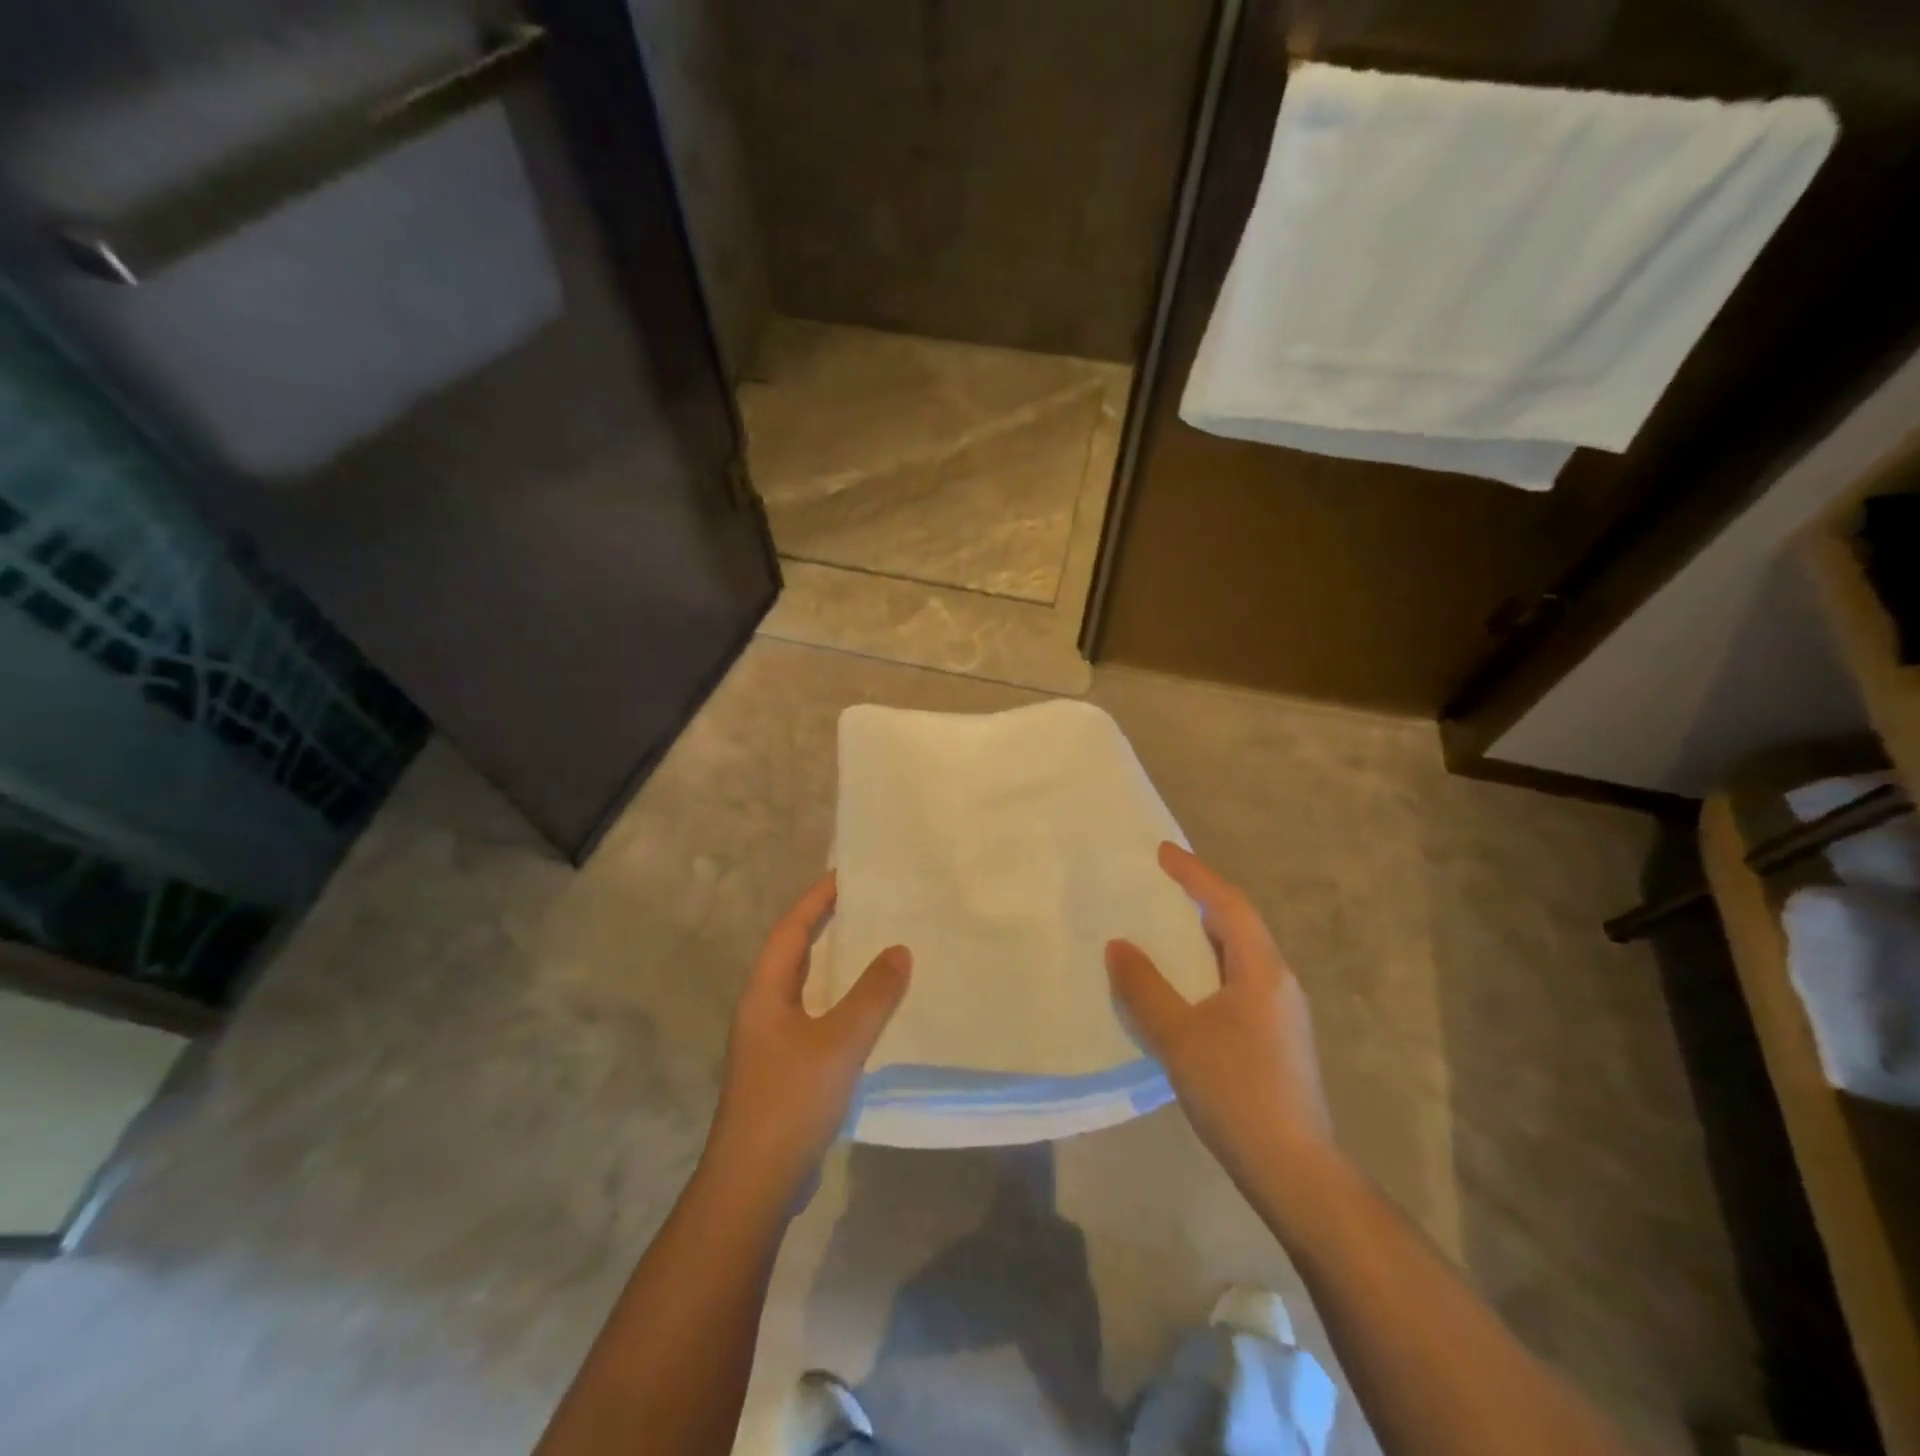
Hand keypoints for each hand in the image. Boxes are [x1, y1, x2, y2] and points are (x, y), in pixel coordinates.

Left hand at [703, 872, 909, 1205]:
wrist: (754, 1184)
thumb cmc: (790, 1101)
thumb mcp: (838, 1043)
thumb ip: (872, 995)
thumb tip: (899, 949)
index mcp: (765, 993)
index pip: (791, 929)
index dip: (816, 900)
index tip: (847, 876)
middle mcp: (764, 1009)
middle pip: (795, 953)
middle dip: (826, 926)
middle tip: (867, 905)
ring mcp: (772, 1042)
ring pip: (807, 987)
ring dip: (836, 965)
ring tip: (875, 947)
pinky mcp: (786, 1069)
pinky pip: (817, 1017)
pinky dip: (841, 1002)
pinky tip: (870, 1011)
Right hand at [1106, 843, 1334, 1190]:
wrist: (1295, 1170)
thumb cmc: (1238, 1093)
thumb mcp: (1180, 1037)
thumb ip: (1145, 988)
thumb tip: (1118, 945)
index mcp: (1262, 970)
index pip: (1227, 904)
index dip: (1194, 874)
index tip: (1162, 852)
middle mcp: (1277, 981)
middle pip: (1237, 923)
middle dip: (1199, 897)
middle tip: (1159, 883)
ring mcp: (1279, 1011)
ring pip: (1237, 954)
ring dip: (1202, 932)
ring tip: (1163, 925)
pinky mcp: (1273, 1036)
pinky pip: (1235, 980)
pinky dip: (1205, 965)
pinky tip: (1181, 983)